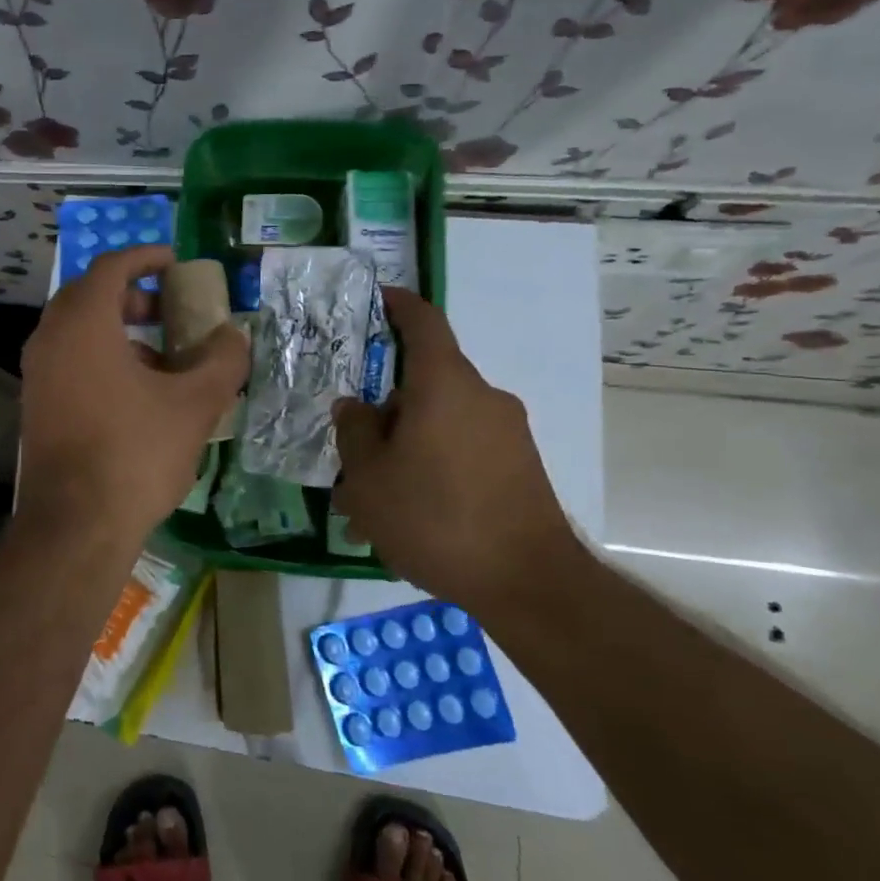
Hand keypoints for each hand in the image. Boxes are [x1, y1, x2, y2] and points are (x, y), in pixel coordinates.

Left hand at [16, 246, 248, 550]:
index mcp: (83, 323)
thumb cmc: (135, 452)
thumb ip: (222, 360)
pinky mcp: (35, 405)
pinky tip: (136, 395)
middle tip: (169, 310)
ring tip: (162, 358)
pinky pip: (68, 361)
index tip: (174, 261)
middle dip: (132, 296)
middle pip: (89, 296)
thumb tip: (234, 336)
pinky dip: (101, 359)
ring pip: (78, 332)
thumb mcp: (194, 404)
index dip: (145, 257)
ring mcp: (37, 374)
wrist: (75, 525)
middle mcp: (50, 339)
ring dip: (118, 331)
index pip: (111, 267)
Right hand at [332, 289, 581, 610]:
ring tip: (373, 506)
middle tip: (351, 459)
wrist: (528, 582)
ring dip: (404, 451)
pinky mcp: (520, 467)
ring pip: (439, 426)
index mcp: (444, 386)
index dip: (400, 305)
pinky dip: (432, 469)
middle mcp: (482, 398)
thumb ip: (354, 432)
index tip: (379, 298)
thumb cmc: (435, 518)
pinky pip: (463, 452)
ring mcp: (507, 433)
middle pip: (423, 386)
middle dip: (384, 416)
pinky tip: (410, 518)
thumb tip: (355, 406)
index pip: (424, 323)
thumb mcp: (369, 478)